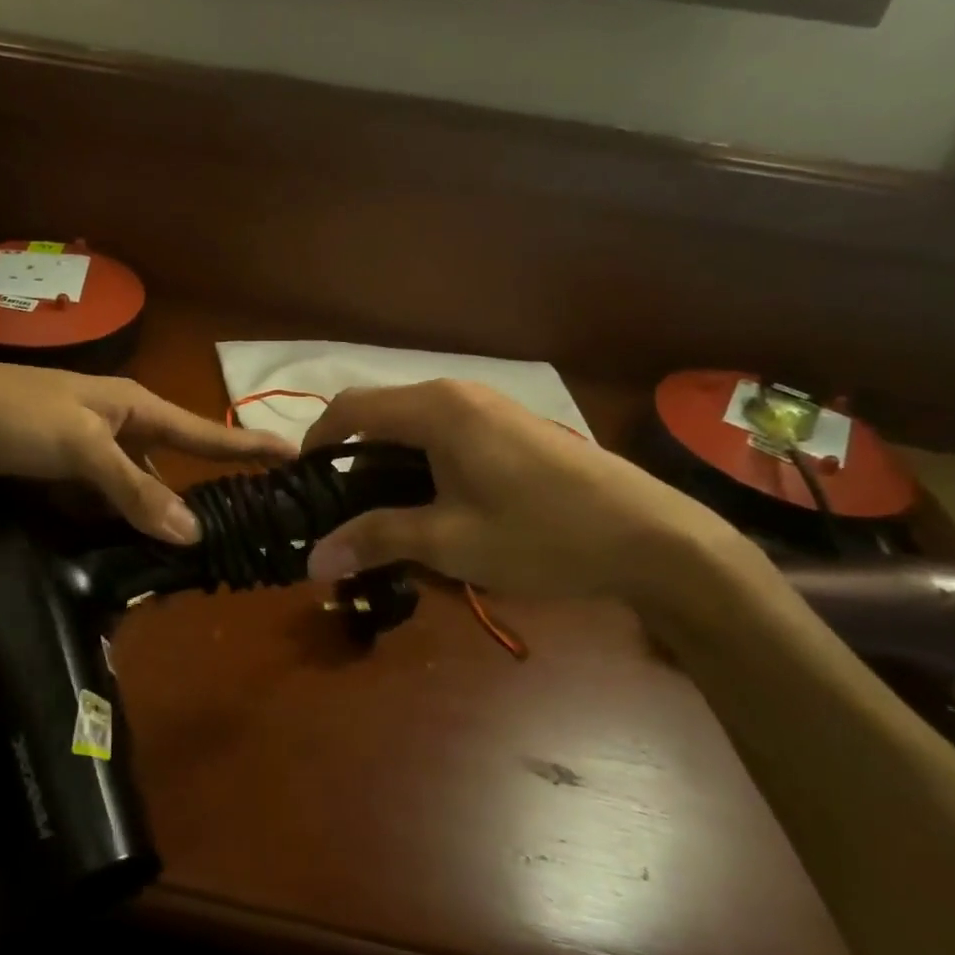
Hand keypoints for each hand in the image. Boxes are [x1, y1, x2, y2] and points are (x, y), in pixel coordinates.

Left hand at [0, 360, 292, 543]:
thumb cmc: (11, 416)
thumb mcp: (80, 446)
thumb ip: (135, 488)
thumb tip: (193, 532)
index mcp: (129, 405)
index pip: (201, 430)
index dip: (246, 446)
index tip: (293, 456)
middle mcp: (112, 426)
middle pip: (166, 468)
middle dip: (189, 500)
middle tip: (226, 540)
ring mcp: (81, 453)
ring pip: (129, 492)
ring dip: (145, 521)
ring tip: (175, 564)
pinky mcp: (53, 477)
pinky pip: (96, 505)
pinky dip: (107, 527)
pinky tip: (119, 555)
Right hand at [301, 380, 744, 612]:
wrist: (651, 537)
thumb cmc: (541, 534)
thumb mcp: (449, 541)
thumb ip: (376, 539)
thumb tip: (312, 560)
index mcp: (435, 409)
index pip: (350, 408)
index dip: (316, 442)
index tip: (303, 485)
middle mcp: (457, 394)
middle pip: (380, 414)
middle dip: (352, 460)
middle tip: (341, 513)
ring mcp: (489, 407)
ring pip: (413, 426)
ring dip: (388, 464)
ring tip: (385, 516)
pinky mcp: (511, 426)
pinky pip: (445, 434)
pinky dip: (421, 463)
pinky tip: (435, 506)